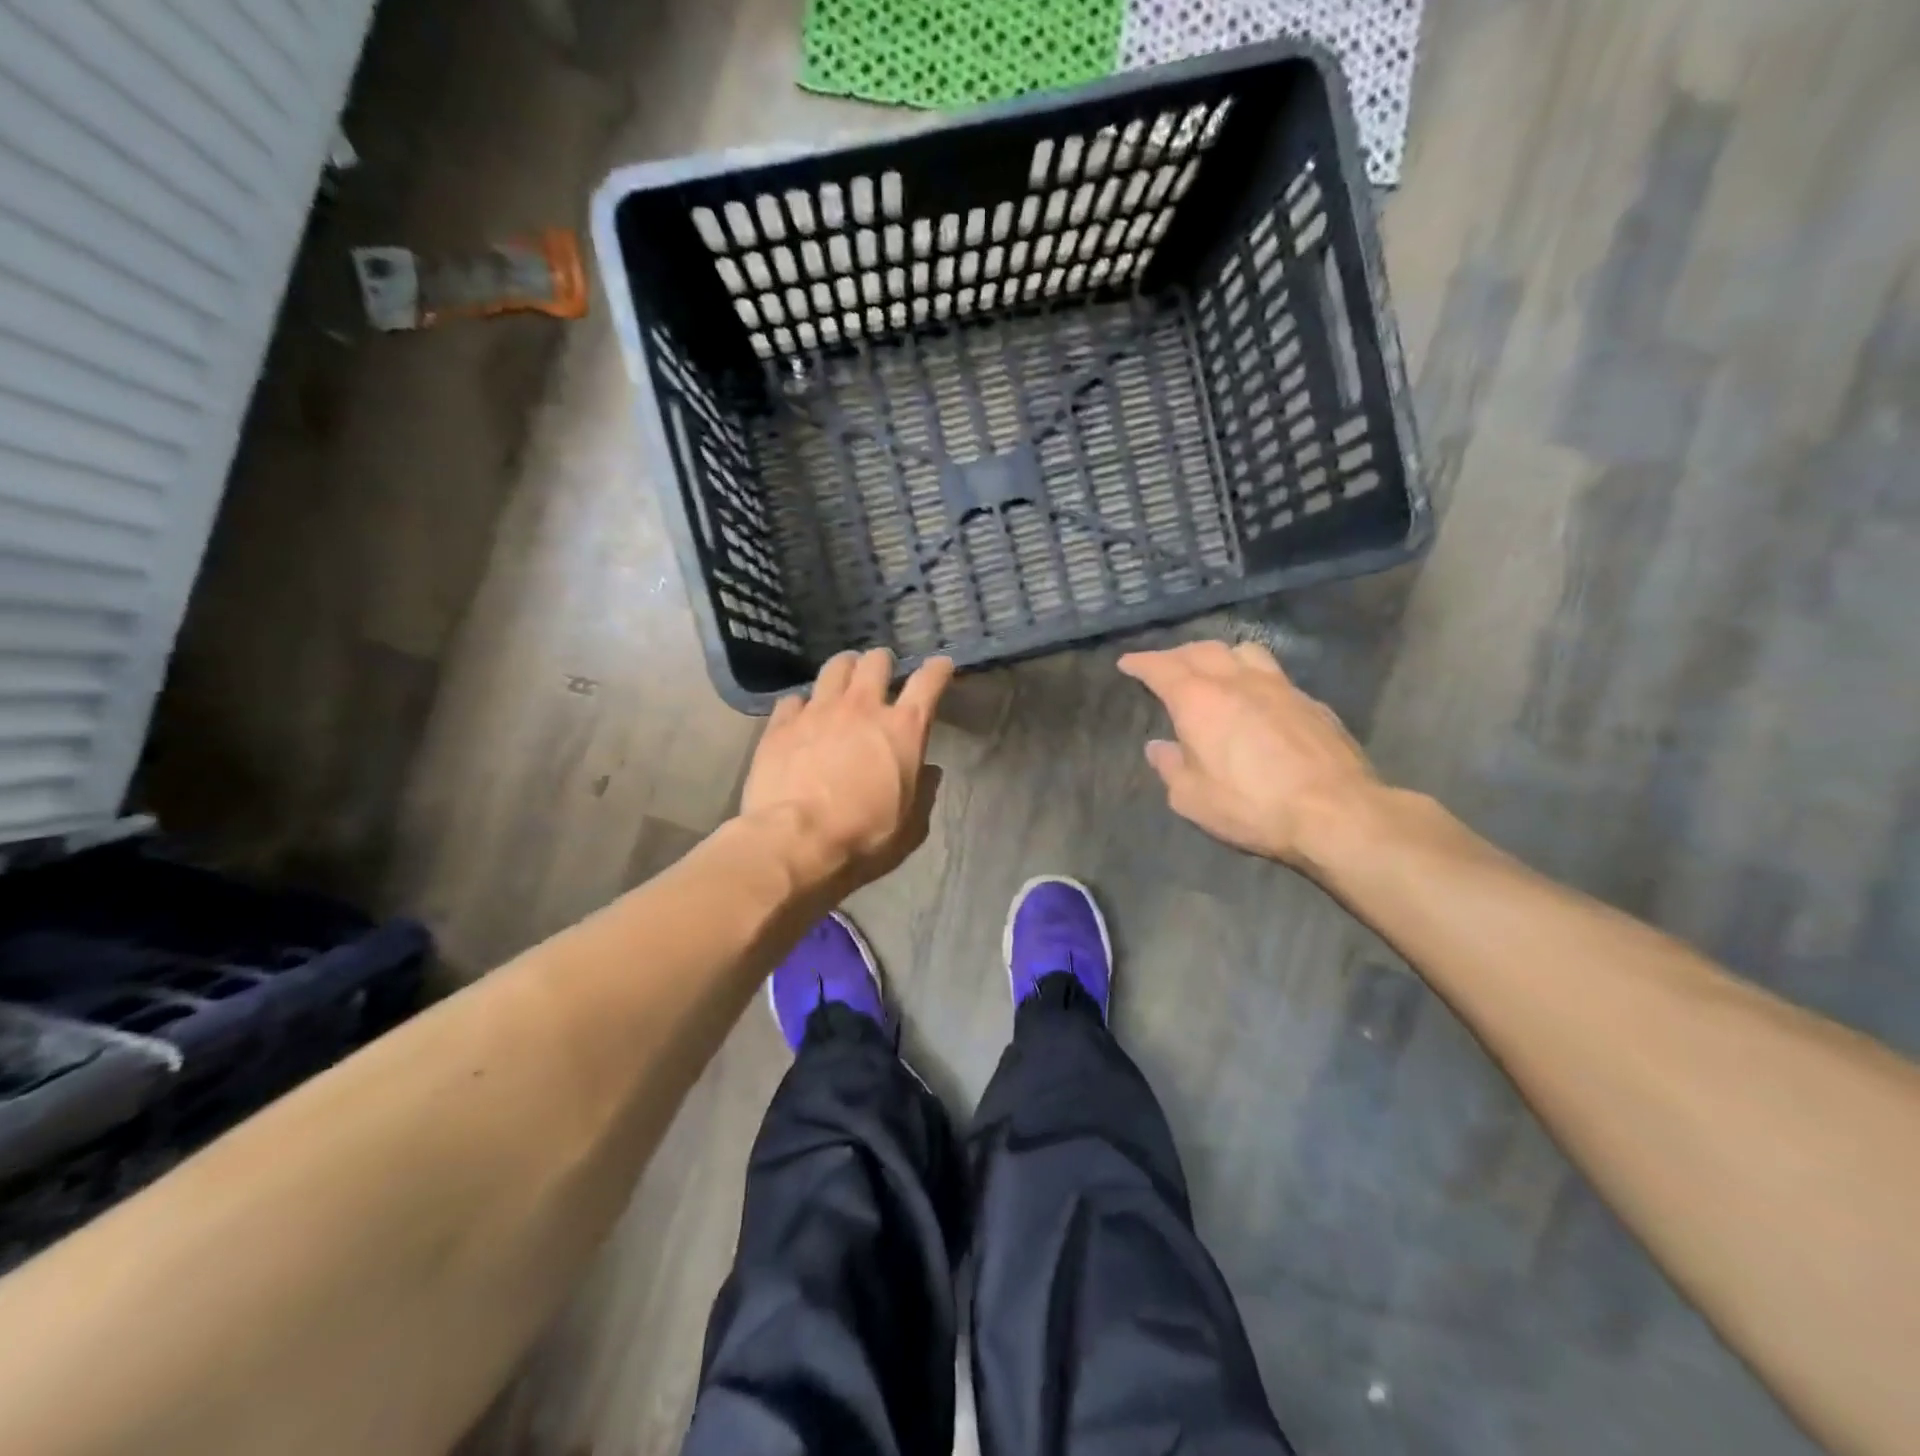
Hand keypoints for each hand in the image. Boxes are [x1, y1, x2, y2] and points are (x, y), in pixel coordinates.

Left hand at [740, 649, 954, 893]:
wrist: (795, 841)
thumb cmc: (863, 837)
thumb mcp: (910, 825)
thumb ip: (923, 792)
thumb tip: (929, 771)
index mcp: (902, 730)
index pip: (927, 683)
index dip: (937, 670)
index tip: (940, 665)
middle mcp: (862, 708)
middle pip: (875, 663)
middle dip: (882, 663)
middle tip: (880, 672)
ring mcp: (818, 711)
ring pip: (834, 668)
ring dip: (844, 669)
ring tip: (843, 678)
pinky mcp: (782, 724)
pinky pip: (794, 698)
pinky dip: (802, 704)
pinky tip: (801, 715)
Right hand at [1118, 639, 1381, 868]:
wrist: (1335, 812)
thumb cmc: (1251, 806)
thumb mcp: (1191, 798)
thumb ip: (1170, 766)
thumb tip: (1159, 747)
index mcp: (1199, 700)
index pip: (1161, 668)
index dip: (1141, 662)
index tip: (1127, 662)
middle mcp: (1237, 681)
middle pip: (1201, 650)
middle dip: (1177, 654)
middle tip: (1164, 666)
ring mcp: (1279, 687)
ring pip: (1243, 651)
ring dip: (1219, 655)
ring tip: (1213, 670)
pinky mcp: (1311, 702)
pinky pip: (1273, 675)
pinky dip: (1252, 677)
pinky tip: (1256, 699)